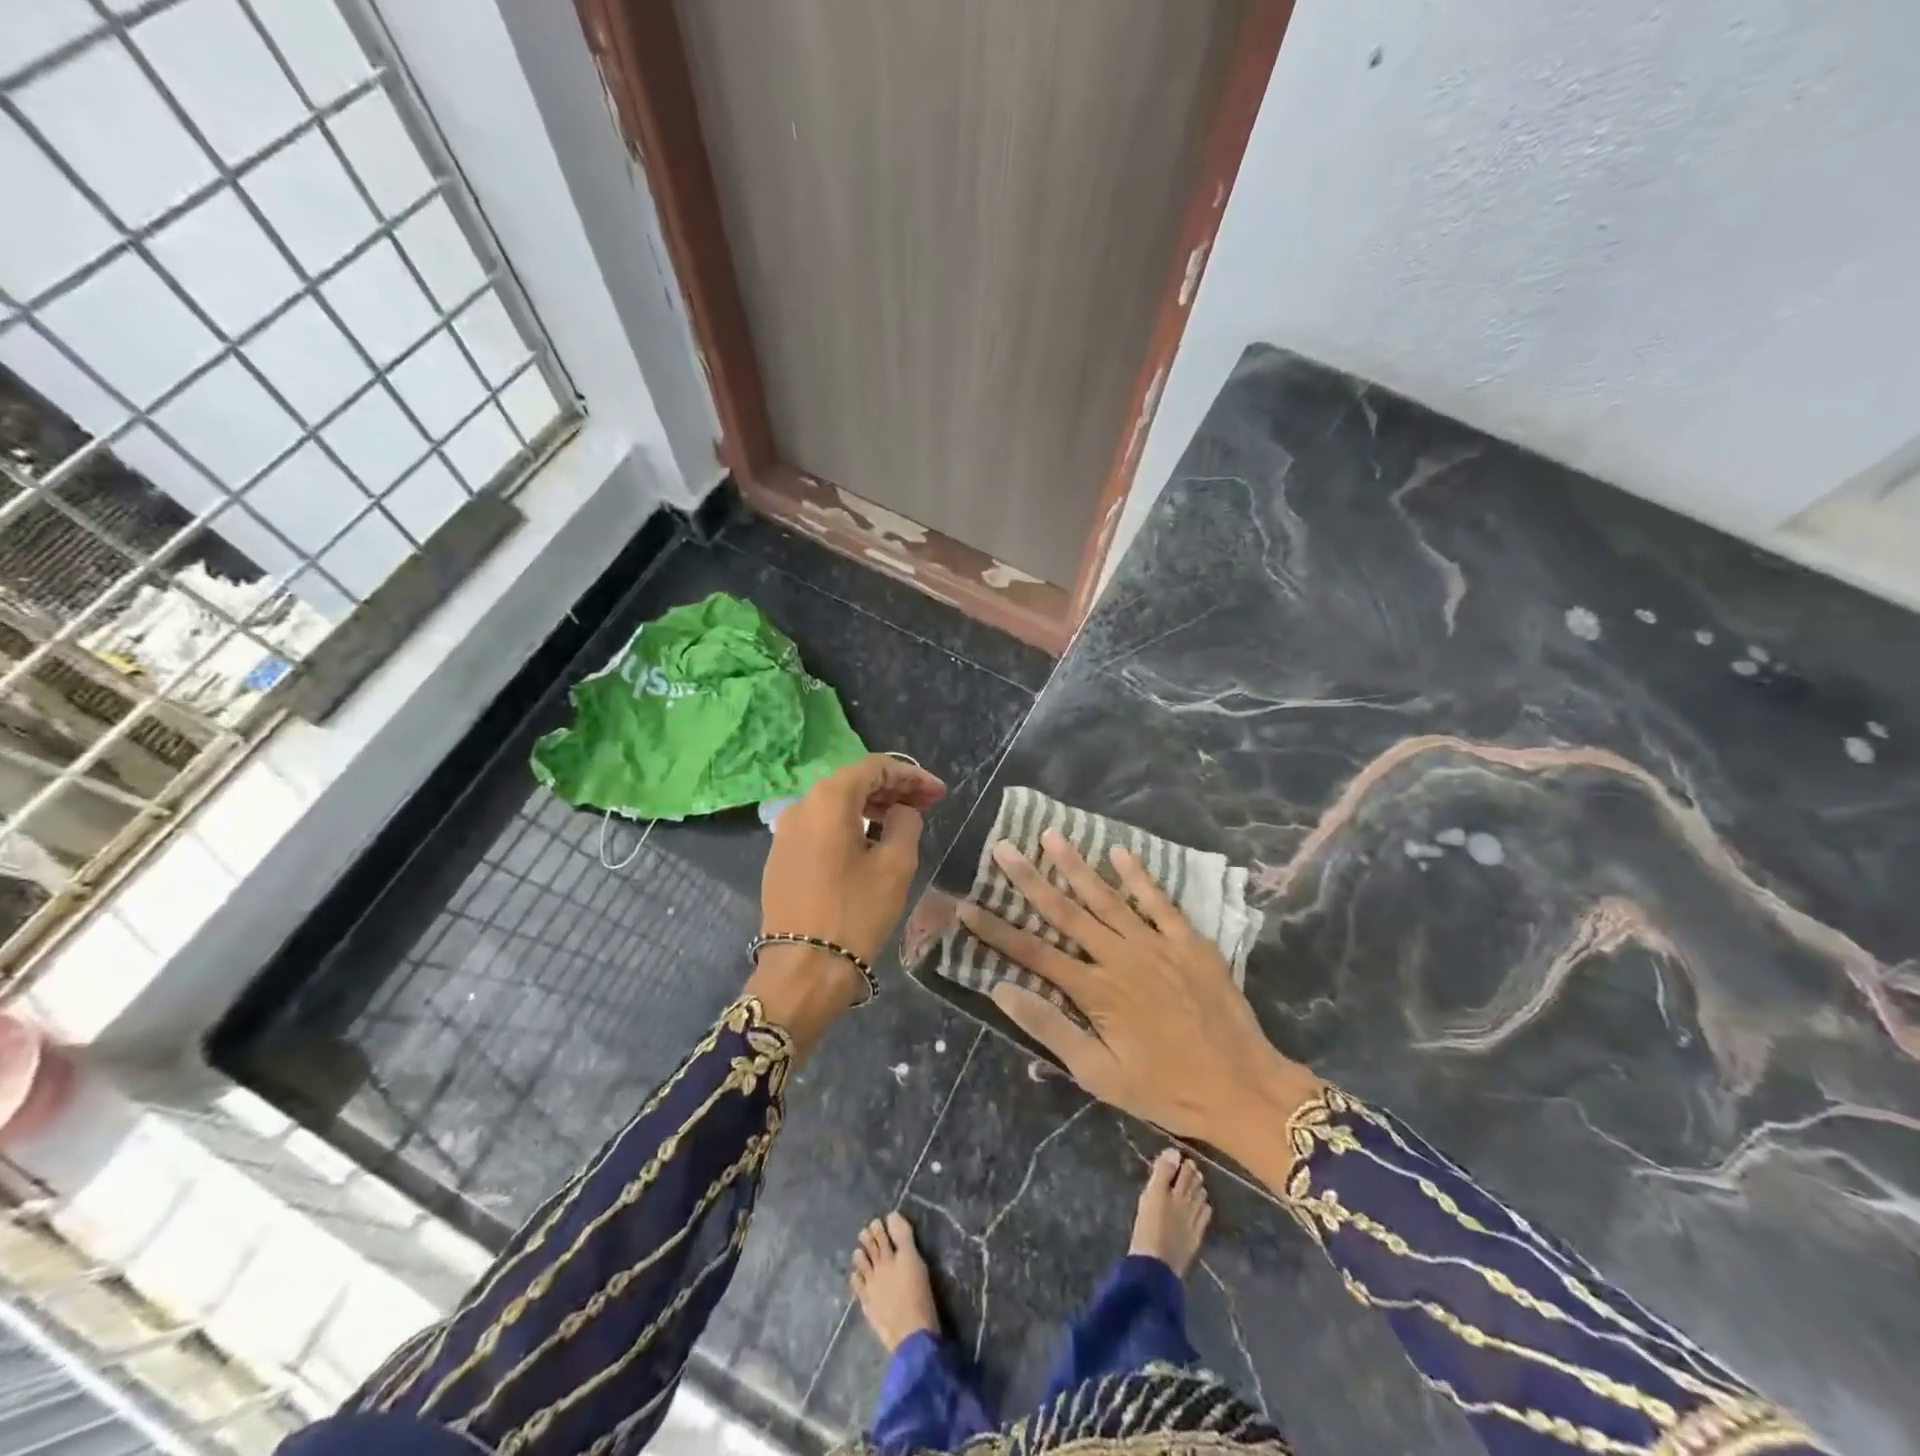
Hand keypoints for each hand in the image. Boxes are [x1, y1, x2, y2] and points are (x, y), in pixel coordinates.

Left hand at [761, 753, 945, 959]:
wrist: (804, 969)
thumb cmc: (855, 913)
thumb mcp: (895, 865)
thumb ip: (905, 823)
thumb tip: (901, 812)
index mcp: (828, 800)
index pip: (874, 768)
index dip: (911, 775)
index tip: (939, 792)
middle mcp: (800, 806)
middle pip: (852, 783)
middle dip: (892, 789)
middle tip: (927, 804)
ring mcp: (785, 832)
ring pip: (835, 805)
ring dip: (871, 807)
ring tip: (903, 821)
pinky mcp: (781, 857)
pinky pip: (820, 827)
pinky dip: (849, 825)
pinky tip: (870, 842)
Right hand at [957, 830, 1319, 1161]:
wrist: (1243, 1088)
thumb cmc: (1166, 1089)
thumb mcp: (1100, 1074)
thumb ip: (1050, 1029)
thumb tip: (1000, 990)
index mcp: (1094, 991)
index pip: (1032, 953)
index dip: (996, 930)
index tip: (966, 906)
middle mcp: (1119, 957)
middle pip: (1065, 912)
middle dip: (1029, 880)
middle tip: (1004, 848)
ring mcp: (1156, 944)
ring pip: (1106, 897)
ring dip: (1076, 866)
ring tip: (1051, 836)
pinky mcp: (1188, 941)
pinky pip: (1159, 901)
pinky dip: (1139, 875)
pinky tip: (1120, 852)